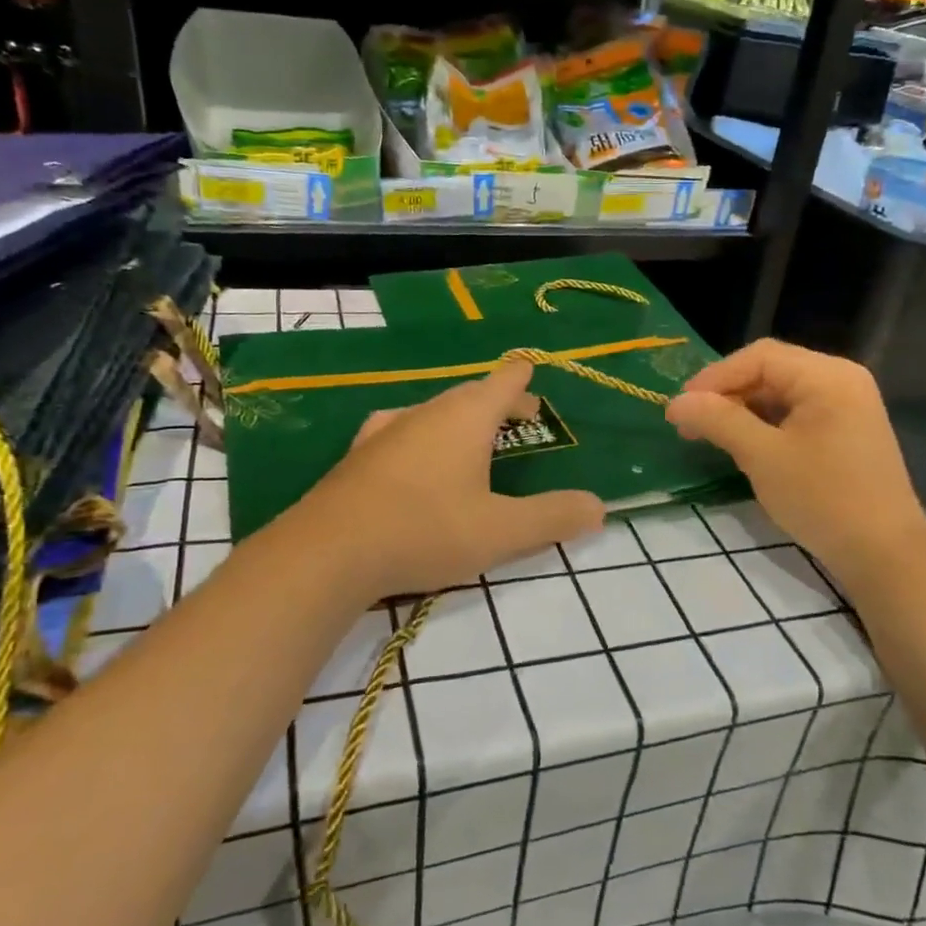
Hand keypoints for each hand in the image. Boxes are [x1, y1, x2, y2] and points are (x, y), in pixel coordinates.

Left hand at [292, 360, 604, 600]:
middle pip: (471, 394)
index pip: (503, 381)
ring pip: (434, 412)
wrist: (327, 553)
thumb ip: (552, 517)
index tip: (532, 372)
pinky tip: (413, 455)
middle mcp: (426, 412)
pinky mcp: (359, 456)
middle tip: (519, 420)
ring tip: (473, 440)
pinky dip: (423, 437)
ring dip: (460, 420)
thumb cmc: (425, 530)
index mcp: (466, 417)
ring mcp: (386, 431)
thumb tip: (598, 506)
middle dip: (498, 403)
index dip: (523, 378)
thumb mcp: (501, 531)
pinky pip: (402, 432)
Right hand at [666, 340, 925, 594]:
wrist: (884, 554)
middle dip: (727, 393)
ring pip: (783, 392)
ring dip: (744, 409)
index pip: (760, 357)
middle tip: (690, 423)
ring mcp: (850, 405)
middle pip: (772, 370)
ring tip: (710, 434)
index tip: (680, 407)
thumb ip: (719, 421)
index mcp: (827, 376)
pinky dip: (767, 423)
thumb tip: (676, 402)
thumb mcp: (763, 457)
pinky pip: (799, 412)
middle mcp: (842, 379)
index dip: (715, 377)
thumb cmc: (822, 498)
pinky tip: (745, 443)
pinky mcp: (848, 431)